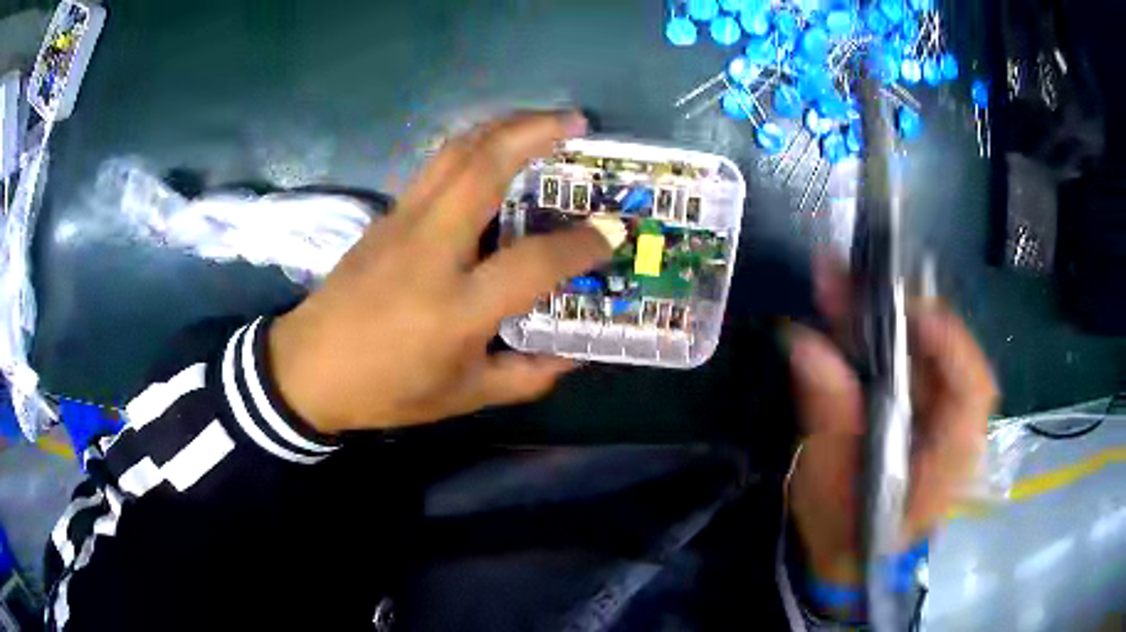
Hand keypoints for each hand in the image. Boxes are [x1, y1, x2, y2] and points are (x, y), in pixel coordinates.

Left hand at [268, 111, 611, 433]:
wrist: (307, 369)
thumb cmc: (386, 390)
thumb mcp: (462, 397)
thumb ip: (524, 377)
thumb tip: (571, 355)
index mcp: (456, 307)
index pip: (534, 262)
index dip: (581, 244)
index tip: (612, 230)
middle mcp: (431, 250)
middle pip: (484, 167)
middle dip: (535, 132)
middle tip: (576, 121)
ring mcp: (402, 224)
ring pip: (455, 153)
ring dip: (503, 126)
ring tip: (541, 122)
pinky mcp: (384, 216)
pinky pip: (435, 167)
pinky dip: (474, 147)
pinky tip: (493, 153)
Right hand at [786, 267, 997, 584]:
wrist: (850, 556)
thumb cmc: (843, 533)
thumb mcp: (830, 483)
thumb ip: (828, 414)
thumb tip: (803, 341)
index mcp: (949, 458)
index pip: (972, 388)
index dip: (949, 342)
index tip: (907, 309)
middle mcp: (954, 425)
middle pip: (943, 352)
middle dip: (898, 311)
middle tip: (851, 276)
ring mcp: (938, 412)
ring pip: (921, 348)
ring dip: (881, 313)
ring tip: (837, 281)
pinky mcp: (918, 404)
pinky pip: (903, 357)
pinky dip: (875, 331)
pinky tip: (843, 308)